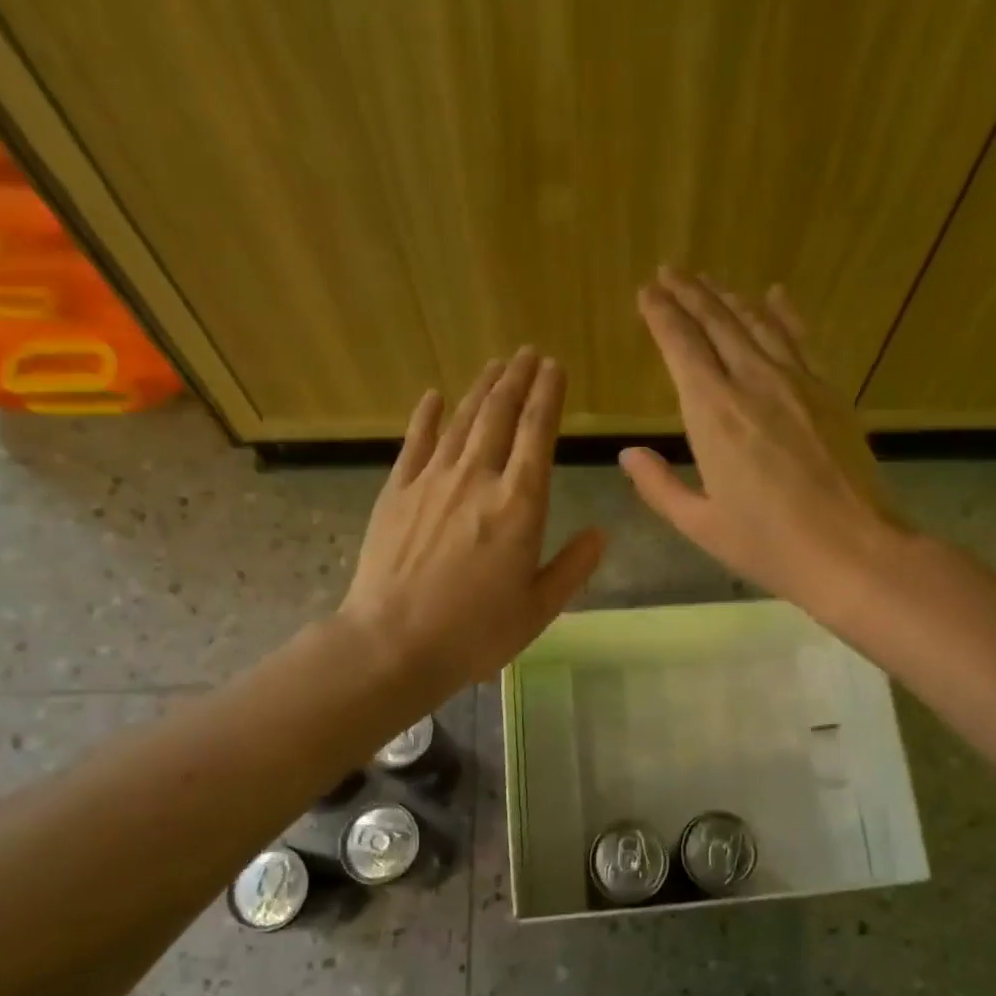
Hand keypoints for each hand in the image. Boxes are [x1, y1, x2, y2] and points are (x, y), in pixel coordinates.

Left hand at [338, 349, 604, 691]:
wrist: (394, 643)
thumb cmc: (475, 632)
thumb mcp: (539, 608)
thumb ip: (573, 567)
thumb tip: (601, 532)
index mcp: (520, 505)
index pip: (538, 434)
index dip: (548, 396)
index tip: (555, 367)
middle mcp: (477, 479)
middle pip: (500, 416)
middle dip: (517, 380)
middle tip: (528, 353)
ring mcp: (432, 481)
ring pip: (461, 421)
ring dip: (480, 389)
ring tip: (496, 365)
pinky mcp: (396, 492)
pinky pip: (415, 443)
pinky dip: (426, 416)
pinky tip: (433, 396)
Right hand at [619, 268, 905, 615]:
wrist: (854, 550)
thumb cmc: (770, 546)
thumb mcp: (701, 526)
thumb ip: (660, 487)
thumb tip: (628, 454)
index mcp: (714, 415)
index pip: (681, 347)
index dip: (661, 316)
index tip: (646, 293)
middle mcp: (753, 383)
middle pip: (717, 323)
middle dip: (689, 294)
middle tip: (669, 272)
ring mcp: (797, 383)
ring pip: (757, 323)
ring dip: (729, 297)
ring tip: (708, 280)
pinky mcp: (829, 392)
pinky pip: (800, 339)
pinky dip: (783, 313)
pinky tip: (774, 295)